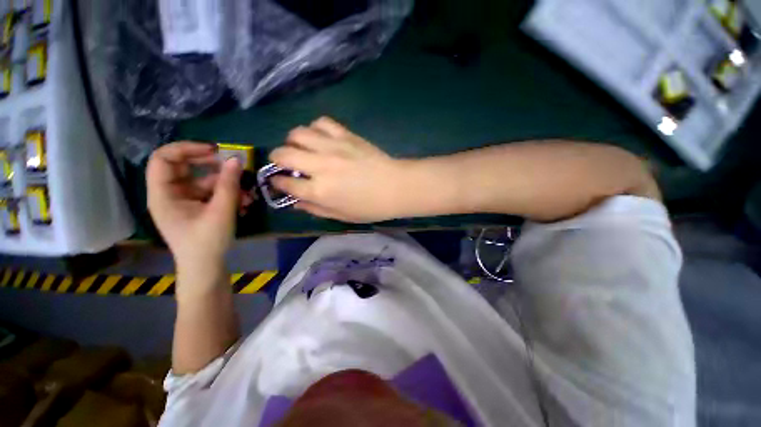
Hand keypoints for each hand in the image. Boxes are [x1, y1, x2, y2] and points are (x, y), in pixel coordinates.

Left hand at [147, 142, 243, 275]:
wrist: (206, 268)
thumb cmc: (207, 242)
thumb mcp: (221, 211)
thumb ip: (228, 184)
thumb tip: (236, 159)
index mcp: (163, 194)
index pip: (164, 158)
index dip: (187, 149)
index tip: (214, 151)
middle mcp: (170, 193)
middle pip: (185, 167)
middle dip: (212, 166)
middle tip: (234, 166)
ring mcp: (184, 200)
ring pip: (203, 180)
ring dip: (226, 183)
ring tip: (247, 194)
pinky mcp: (197, 207)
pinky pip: (211, 192)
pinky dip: (227, 193)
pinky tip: (244, 201)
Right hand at [270, 117, 405, 222]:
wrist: (396, 187)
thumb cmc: (370, 207)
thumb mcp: (341, 216)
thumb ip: (315, 209)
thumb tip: (295, 201)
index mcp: (319, 191)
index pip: (285, 182)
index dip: (277, 182)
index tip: (279, 181)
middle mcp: (321, 166)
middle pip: (283, 153)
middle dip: (277, 159)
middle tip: (285, 163)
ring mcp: (333, 147)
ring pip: (298, 133)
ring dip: (293, 141)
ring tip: (302, 148)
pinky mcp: (346, 135)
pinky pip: (322, 122)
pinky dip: (316, 128)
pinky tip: (321, 138)